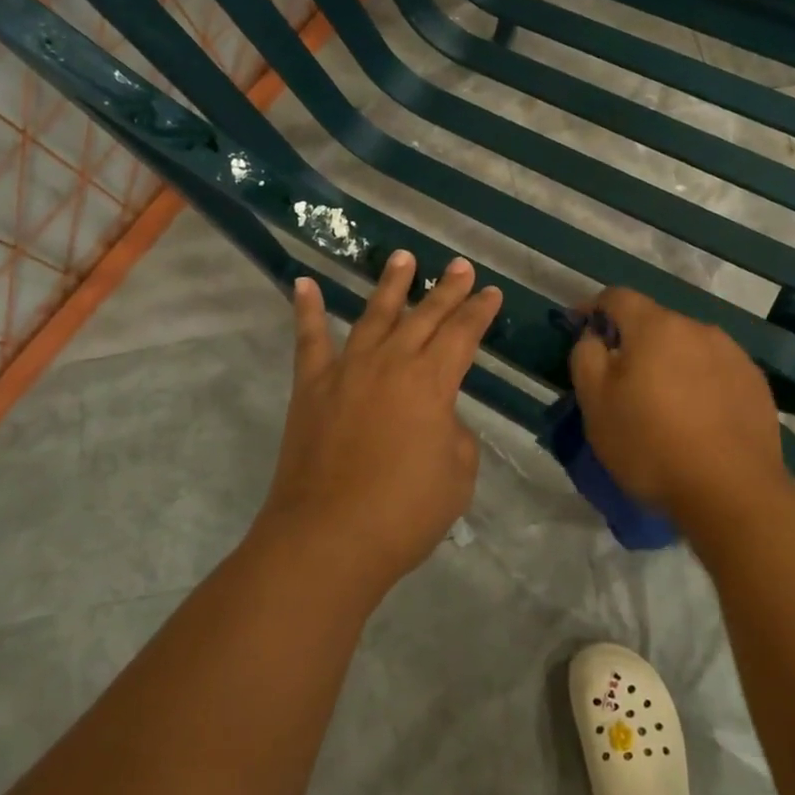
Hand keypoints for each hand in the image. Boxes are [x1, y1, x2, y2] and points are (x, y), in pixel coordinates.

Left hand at [261, 251, 502, 594]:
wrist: (328, 538)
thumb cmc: (404, 513)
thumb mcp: (457, 475)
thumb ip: (453, 434)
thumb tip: (436, 417)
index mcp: (432, 382)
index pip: (463, 334)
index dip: (480, 312)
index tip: (491, 292)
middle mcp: (391, 363)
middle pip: (425, 316)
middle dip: (447, 289)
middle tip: (460, 265)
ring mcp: (347, 370)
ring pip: (374, 315)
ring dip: (391, 284)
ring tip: (403, 256)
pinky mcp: (311, 387)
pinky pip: (309, 340)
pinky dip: (305, 309)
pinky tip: (303, 282)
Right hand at [569, 288, 790, 527]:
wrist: (733, 493)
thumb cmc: (651, 444)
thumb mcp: (595, 403)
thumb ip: (586, 357)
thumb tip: (595, 338)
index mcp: (655, 326)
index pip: (617, 297)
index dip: (593, 309)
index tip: (579, 329)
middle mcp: (698, 329)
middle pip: (655, 323)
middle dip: (633, 343)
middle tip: (620, 381)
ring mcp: (733, 355)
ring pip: (688, 348)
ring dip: (670, 364)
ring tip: (663, 404)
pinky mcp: (756, 385)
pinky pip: (716, 372)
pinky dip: (700, 384)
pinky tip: (697, 420)